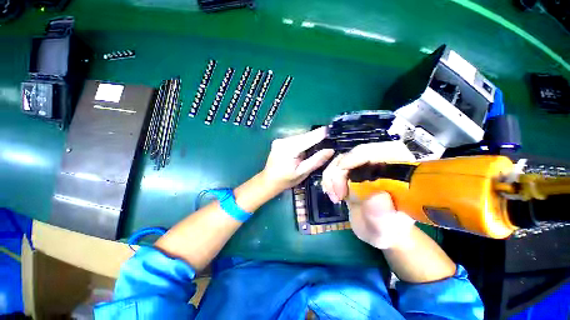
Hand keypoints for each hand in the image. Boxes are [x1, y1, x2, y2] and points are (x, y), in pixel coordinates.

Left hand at [262, 127, 333, 191]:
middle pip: (304, 136)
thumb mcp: (302, 173)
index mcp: (289, 149)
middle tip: (327, 140)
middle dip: (315, 137)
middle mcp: (283, 141)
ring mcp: (280, 140)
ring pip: (300, 137)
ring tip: (318, 145)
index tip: (331, 130)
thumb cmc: (286, 180)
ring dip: (309, 140)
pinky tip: (305, 149)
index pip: (308, 138)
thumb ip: (316, 160)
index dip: (320, 133)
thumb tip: (330, 150)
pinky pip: (295, 139)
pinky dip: (302, 142)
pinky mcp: (279, 141)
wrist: (269, 181)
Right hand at [321, 142, 415, 248]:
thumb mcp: (385, 228)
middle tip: (338, 194)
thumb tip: (377, 196)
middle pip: (358, 152)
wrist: (375, 229)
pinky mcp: (351, 171)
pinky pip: (334, 167)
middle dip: (342, 170)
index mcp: (403, 173)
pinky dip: (328, 178)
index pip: (389, 150)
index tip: (344, 167)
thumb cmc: (386, 229)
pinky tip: (332, 193)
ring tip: (335, 197)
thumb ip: (382, 216)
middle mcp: (383, 164)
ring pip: (342, 158)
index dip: (364, 153)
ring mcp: (365, 167)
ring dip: (332, 176)